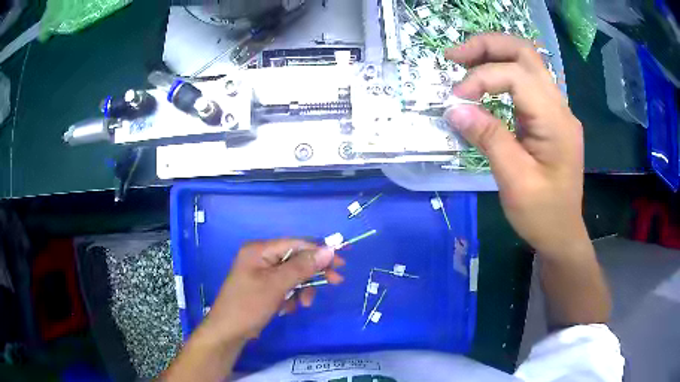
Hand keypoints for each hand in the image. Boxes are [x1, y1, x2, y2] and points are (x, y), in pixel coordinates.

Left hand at [202, 239, 344, 341]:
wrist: (228, 332)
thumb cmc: (249, 305)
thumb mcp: (277, 285)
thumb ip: (303, 266)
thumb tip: (329, 249)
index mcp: (260, 250)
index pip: (296, 243)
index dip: (320, 251)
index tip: (341, 263)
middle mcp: (261, 257)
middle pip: (296, 259)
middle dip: (313, 273)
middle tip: (336, 281)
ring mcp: (261, 273)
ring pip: (293, 275)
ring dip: (302, 288)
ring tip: (303, 304)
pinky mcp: (263, 287)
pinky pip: (285, 286)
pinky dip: (291, 296)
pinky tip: (288, 308)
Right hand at [444, 34, 588, 256]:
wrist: (562, 234)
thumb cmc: (542, 215)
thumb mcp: (514, 180)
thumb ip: (488, 138)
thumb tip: (454, 108)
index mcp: (555, 122)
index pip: (516, 76)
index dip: (481, 78)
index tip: (455, 98)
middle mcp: (560, 108)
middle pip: (525, 53)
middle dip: (488, 46)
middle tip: (454, 56)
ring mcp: (557, 111)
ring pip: (527, 62)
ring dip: (494, 54)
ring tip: (463, 63)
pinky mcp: (550, 118)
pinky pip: (527, 82)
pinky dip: (501, 73)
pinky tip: (483, 83)